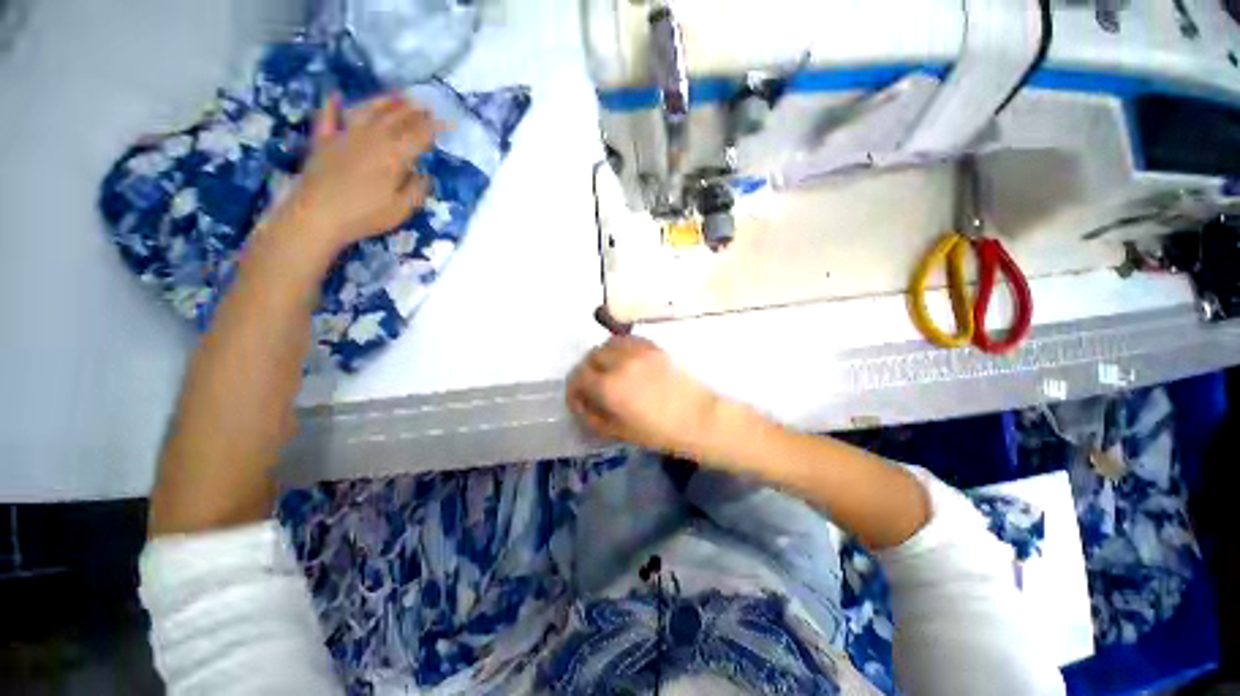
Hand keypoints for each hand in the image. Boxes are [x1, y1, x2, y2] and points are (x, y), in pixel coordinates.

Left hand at [275, 92, 437, 254]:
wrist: (316, 216)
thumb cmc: (364, 216)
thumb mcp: (400, 209)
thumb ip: (416, 190)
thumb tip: (425, 175)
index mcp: (393, 156)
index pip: (419, 136)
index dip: (434, 128)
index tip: (447, 122)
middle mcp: (371, 138)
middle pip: (395, 119)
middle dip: (414, 111)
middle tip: (426, 105)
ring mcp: (344, 136)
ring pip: (367, 111)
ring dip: (383, 101)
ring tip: (398, 94)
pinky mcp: (322, 141)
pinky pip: (327, 117)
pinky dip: (331, 105)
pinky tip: (335, 95)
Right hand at [567, 336, 737, 459]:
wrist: (699, 418)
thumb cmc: (660, 432)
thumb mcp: (619, 432)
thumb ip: (593, 416)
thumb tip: (582, 404)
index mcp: (609, 387)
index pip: (578, 377)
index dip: (573, 389)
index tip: (579, 400)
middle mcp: (619, 363)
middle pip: (590, 357)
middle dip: (586, 372)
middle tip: (593, 386)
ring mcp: (638, 351)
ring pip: (607, 344)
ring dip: (602, 356)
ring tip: (609, 370)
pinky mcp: (653, 347)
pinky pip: (628, 340)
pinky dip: (620, 347)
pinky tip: (626, 361)